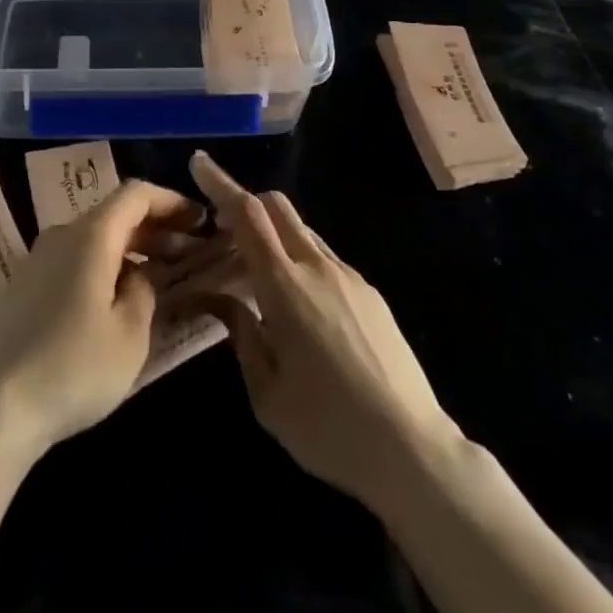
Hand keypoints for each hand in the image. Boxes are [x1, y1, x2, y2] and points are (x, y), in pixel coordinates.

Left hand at [0, 179, 202, 453]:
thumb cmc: (73, 367)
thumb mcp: (130, 335)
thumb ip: (144, 292)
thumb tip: (139, 275)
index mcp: (91, 235)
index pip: (136, 194)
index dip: (171, 201)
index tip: (199, 220)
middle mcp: (62, 234)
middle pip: (115, 214)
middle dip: (155, 228)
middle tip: (189, 252)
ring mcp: (38, 259)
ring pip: (94, 239)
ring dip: (130, 249)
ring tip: (158, 277)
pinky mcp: (24, 286)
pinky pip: (74, 260)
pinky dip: (104, 266)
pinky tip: (116, 300)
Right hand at [188, 151, 457, 510]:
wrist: (413, 451)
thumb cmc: (328, 428)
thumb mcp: (266, 394)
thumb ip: (240, 335)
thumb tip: (220, 298)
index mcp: (285, 286)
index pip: (247, 214)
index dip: (221, 183)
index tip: (199, 162)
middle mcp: (317, 267)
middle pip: (277, 206)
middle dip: (246, 202)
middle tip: (222, 228)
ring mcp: (349, 276)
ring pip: (302, 230)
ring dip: (273, 233)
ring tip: (258, 272)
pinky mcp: (371, 293)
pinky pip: (325, 257)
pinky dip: (300, 258)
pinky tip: (300, 305)